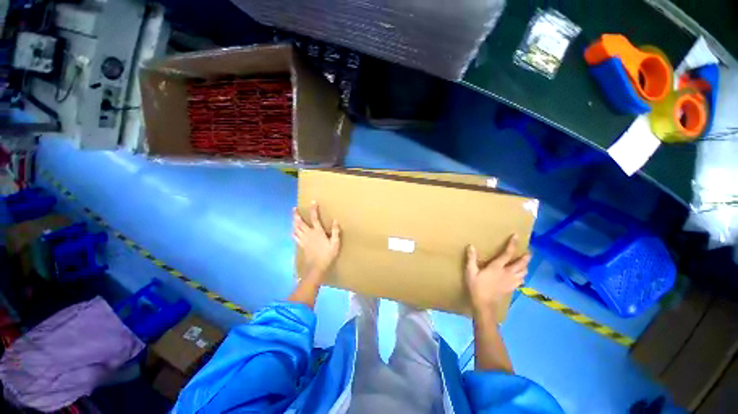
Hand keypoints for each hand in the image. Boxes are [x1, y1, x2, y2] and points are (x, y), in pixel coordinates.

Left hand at [293, 202, 340, 279]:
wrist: (317, 267)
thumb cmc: (327, 254)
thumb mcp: (335, 243)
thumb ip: (335, 231)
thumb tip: (335, 220)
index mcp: (318, 232)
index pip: (315, 218)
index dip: (314, 210)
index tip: (313, 202)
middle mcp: (309, 234)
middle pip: (301, 223)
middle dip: (297, 215)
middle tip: (294, 209)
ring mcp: (304, 240)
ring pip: (296, 228)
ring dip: (293, 222)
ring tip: (292, 217)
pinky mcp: (301, 245)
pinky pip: (295, 237)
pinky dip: (293, 232)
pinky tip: (292, 231)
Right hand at [465, 234, 530, 312]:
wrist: (484, 304)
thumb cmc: (476, 286)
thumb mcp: (470, 271)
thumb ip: (471, 259)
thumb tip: (471, 246)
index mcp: (497, 267)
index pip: (507, 253)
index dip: (512, 244)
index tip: (516, 236)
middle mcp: (507, 273)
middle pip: (521, 264)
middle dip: (526, 257)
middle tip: (529, 252)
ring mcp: (511, 281)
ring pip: (523, 272)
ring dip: (525, 266)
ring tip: (525, 263)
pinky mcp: (511, 288)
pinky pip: (521, 280)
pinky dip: (522, 276)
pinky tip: (520, 276)